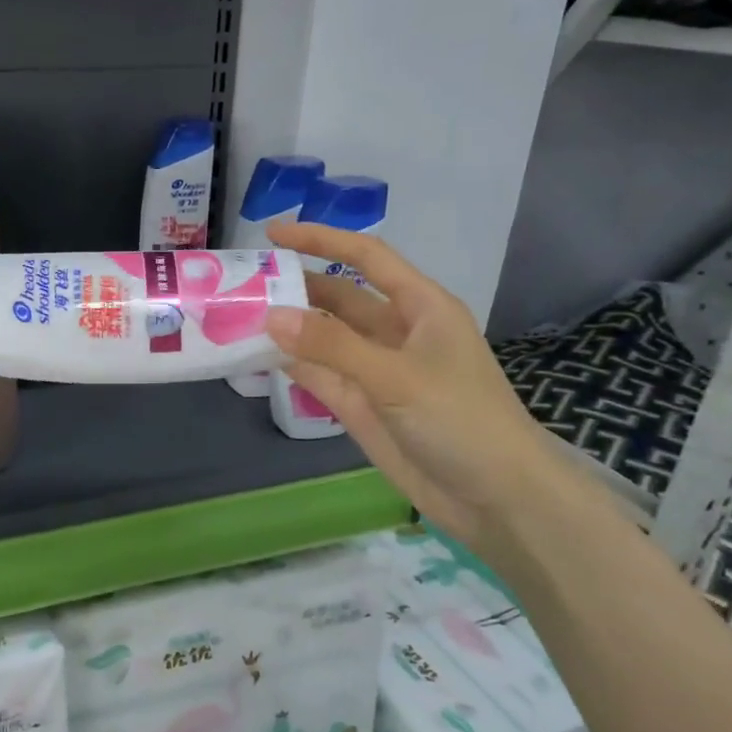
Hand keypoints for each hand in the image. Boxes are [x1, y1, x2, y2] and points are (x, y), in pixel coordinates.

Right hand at [263, 222, 562, 561]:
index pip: (365, 257)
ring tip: (235, 315)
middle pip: (337, 297)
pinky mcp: (360, 404)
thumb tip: (270, 315)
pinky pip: (318, 374)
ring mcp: (375, 369)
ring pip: (322, 337)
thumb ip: (332, 346)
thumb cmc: (461, 420)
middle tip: (242, 283)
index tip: (273, 233)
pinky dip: (289, 364)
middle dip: (295, 286)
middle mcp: (394, 331)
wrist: (496, 499)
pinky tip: (256, 355)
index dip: (321, 240)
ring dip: (286, 327)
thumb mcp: (397, 377)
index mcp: (419, 307)